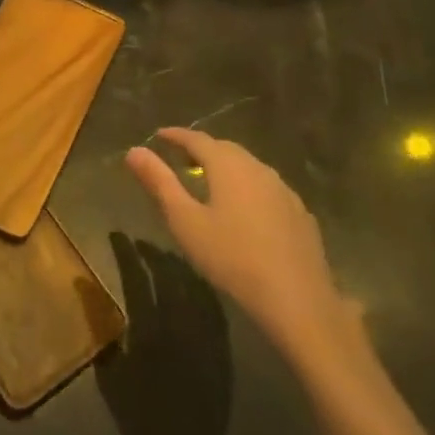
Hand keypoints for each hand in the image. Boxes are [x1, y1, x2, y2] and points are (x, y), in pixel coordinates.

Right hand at [124, 128, 361, 366]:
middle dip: (202, 148)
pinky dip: (248, 187)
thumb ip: (159, 182)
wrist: (297, 299)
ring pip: (249, 167)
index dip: (176, 135)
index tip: (159, 135)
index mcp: (228, 166)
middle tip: (181, 157)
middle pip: (226, 149)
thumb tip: (134, 151)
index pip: (198, 139)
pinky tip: (245, 209)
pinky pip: (267, 188)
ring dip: (227, 167)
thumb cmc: (232, 258)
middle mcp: (258, 168)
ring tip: (210, 180)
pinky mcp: (300, 213)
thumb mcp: (185, 221)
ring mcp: (284, 190)